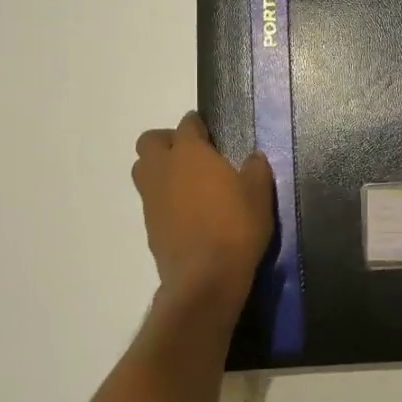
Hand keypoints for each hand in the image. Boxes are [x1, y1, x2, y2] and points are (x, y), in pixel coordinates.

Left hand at [132, 112, 274, 299]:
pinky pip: (150, 199)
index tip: (209, 132)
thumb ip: (255, 170)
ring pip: (143, 170)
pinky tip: (185, 212)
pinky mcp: (148, 224)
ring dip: (159, 168)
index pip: (187, 125)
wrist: (205, 276)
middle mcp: (163, 169)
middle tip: (191, 154)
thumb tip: (253, 158)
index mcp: (190, 153)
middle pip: (150, 142)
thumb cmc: (236, 226)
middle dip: (166, 141)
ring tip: (185, 182)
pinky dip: (163, 198)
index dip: (197, 125)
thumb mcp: (259, 194)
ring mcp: (151, 198)